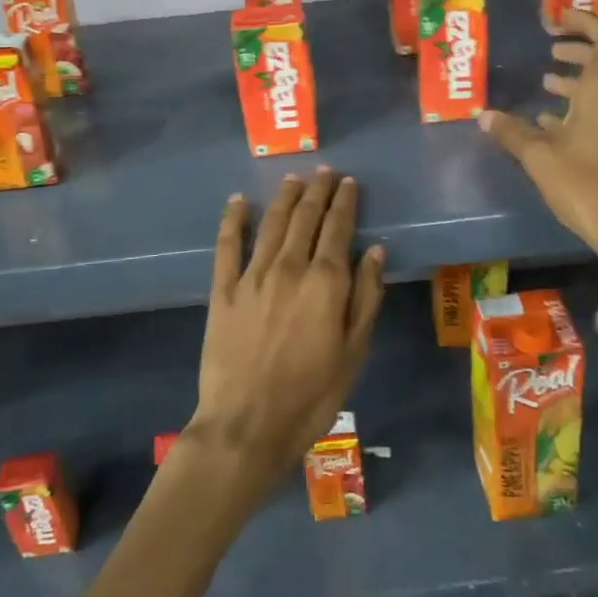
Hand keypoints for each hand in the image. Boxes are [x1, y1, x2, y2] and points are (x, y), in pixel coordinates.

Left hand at [190, 169, 386, 487]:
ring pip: (271, 224)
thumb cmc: (311, 395)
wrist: (247, 424)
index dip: (345, 202)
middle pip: (305, 218)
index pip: (338, 228)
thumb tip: (375, 250)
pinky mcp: (223, 290)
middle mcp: (289, 267)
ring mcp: (252, 276)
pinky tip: (238, 201)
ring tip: (293, 179)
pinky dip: (233, 220)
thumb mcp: (354, 351)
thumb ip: (366, 297)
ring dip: (284, 198)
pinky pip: (227, 246)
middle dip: (317, 191)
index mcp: (325, 282)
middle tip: (324, 172)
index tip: (349, 183)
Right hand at [478, 7, 597, 281]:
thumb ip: (512, 132)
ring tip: (548, 78)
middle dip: (580, 47)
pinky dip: (581, 104)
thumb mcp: (540, 157)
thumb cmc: (586, 184)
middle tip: (552, 46)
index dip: (584, 22)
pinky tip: (551, 121)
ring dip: (580, 76)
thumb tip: (483, 114)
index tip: (558, 19)